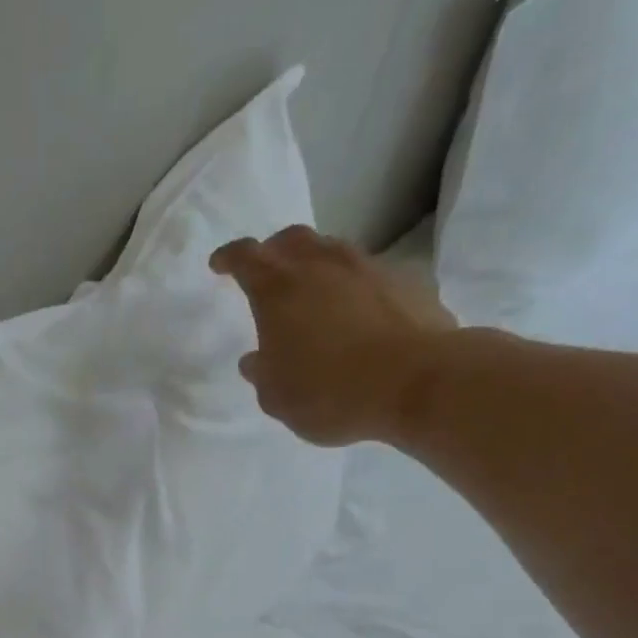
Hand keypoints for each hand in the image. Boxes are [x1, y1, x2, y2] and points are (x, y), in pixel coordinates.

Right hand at [209, 226, 457, 446]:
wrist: (417, 383)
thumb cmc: (330, 393)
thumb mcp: (277, 397)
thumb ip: (262, 374)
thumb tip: (257, 360)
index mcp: (278, 290)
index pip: (245, 257)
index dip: (229, 259)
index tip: (220, 265)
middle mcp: (322, 265)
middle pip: (291, 240)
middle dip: (273, 251)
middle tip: (267, 271)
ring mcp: (368, 267)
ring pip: (333, 251)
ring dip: (317, 265)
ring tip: (314, 292)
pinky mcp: (407, 280)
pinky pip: (371, 275)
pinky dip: (355, 287)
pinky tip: (359, 313)